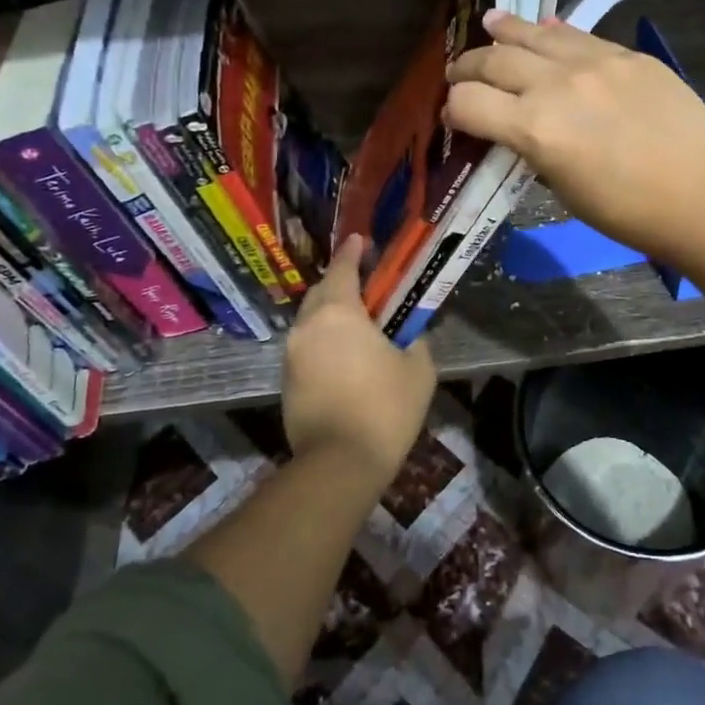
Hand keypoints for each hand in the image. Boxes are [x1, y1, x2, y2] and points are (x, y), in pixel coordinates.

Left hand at [281, 235, 436, 483]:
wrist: (339, 464)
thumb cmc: (385, 408)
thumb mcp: (418, 370)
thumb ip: (416, 342)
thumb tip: (411, 336)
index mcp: (339, 313)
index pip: (343, 270)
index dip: (353, 253)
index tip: (361, 240)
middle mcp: (308, 326)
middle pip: (322, 292)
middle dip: (341, 282)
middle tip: (365, 283)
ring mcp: (293, 354)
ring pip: (311, 320)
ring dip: (330, 313)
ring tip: (356, 320)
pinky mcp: (286, 381)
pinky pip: (307, 346)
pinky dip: (323, 340)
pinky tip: (344, 353)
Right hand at [445, 11, 704, 263]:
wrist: (703, 194)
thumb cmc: (629, 212)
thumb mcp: (565, 190)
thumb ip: (535, 150)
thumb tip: (522, 129)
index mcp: (535, 128)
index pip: (469, 103)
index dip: (453, 109)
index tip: (455, 116)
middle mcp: (556, 85)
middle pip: (494, 61)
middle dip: (468, 67)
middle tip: (460, 72)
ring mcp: (595, 63)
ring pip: (534, 35)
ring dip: (505, 31)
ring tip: (490, 23)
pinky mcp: (627, 56)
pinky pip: (578, 36)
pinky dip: (553, 34)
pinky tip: (544, 29)